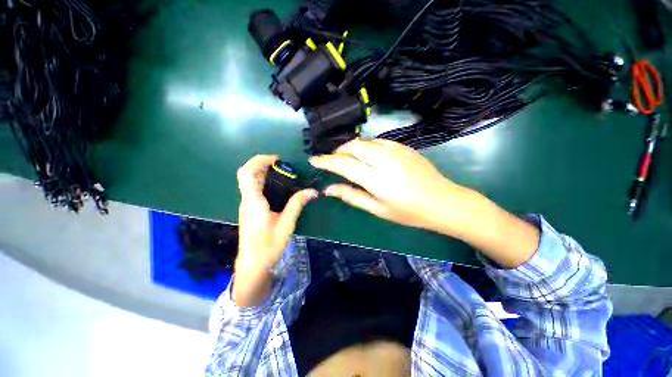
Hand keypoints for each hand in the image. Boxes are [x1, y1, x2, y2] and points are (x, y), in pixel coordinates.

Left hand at [236, 155, 317, 271]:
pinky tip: (277, 186)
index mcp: (254, 202)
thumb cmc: (268, 245)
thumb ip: (297, 204)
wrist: (253, 264)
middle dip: (261, 163)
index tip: (276, 159)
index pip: (247, 173)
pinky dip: (262, 181)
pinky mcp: (249, 209)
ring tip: (281, 172)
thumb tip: (312, 191)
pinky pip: (253, 189)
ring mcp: (246, 205)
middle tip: (281, 164)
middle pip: (246, 174)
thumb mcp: (286, 224)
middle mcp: (247, 200)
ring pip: (249, 181)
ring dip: (262, 171)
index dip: (259, 161)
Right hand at [309, 139, 468, 233]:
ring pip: (365, 141)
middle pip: (353, 146)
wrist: (444, 202)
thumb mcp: (378, 209)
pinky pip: (378, 141)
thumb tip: (329, 189)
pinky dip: (366, 146)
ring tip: (346, 158)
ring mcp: (396, 150)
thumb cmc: (409, 212)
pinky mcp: (404, 147)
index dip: (326, 161)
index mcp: (376, 179)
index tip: (314, 160)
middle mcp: (384, 160)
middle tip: (332, 161)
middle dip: (338, 151)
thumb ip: (352, 196)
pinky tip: (367, 155)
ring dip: (351, 147)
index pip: (344, 164)